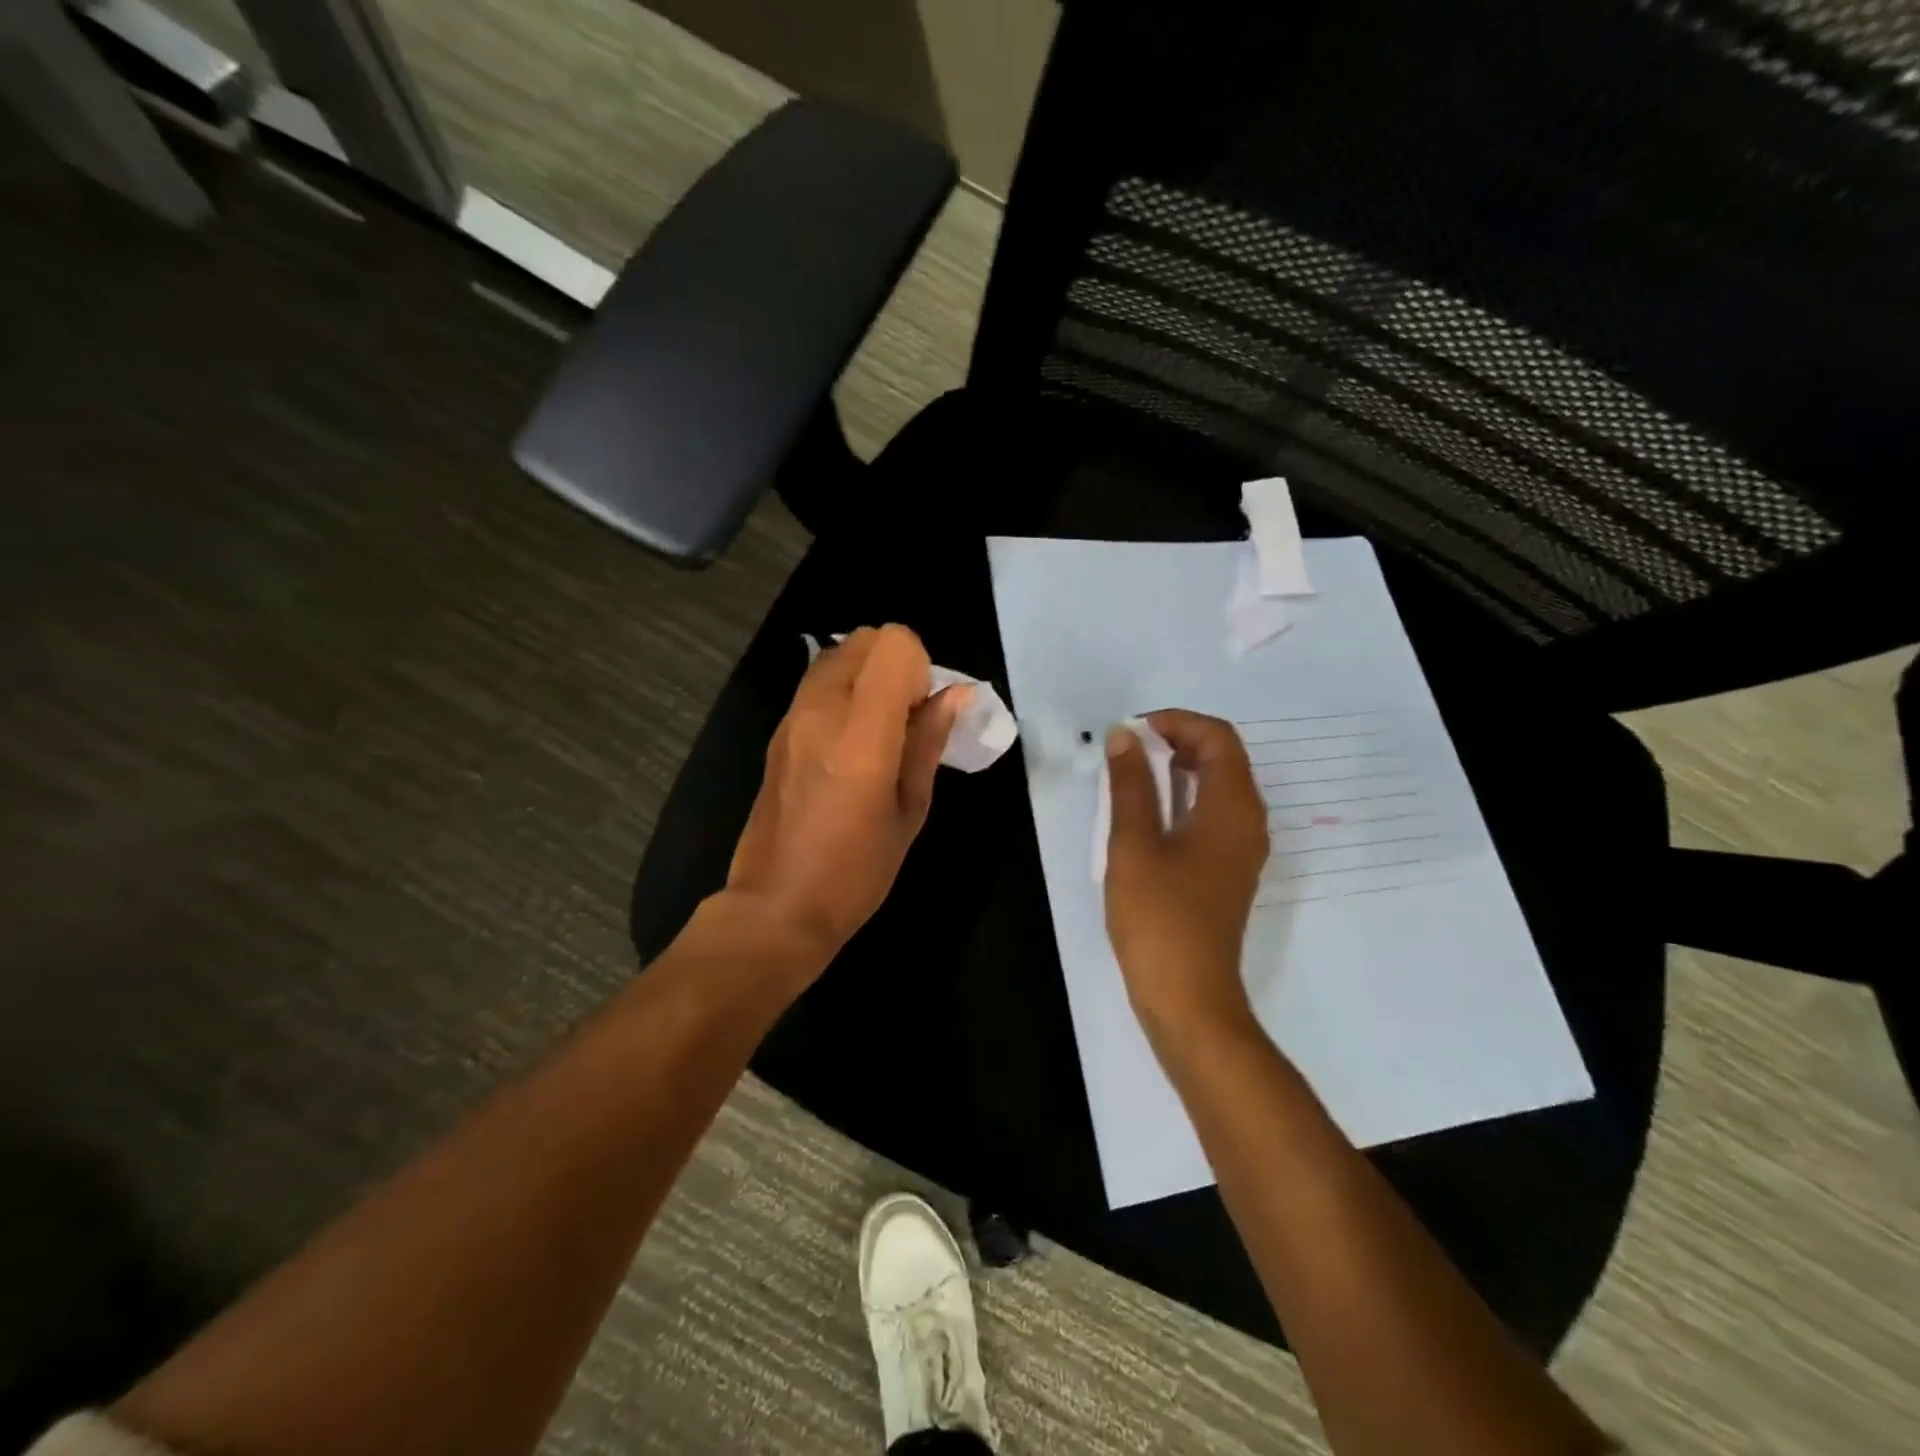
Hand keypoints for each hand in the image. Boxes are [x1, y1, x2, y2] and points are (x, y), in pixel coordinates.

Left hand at [722, 624, 967, 974]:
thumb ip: (929, 742)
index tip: (924, 712)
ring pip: (837, 655)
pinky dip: (844, 691)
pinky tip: (851, 744)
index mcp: (861, 733)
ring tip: (879, 731)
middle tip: (907, 718)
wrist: (777, 906)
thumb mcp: (910, 810)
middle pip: (864, 639)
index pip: (893, 644)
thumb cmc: (856, 871)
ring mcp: (792, 717)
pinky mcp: (777, 732)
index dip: (920, 667)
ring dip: (868, 675)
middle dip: (896, 664)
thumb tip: (956, 694)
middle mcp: (821, 710)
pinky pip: (818, 684)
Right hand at [1104, 710, 1269, 1042]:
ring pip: (1218, 785)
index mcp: (1232, 808)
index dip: (1176, 722)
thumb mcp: (1134, 844)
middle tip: (1128, 749)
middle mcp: (1248, 821)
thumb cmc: (1159, 917)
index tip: (1131, 732)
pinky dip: (1183, 796)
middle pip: (1223, 757)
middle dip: (1176, 740)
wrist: (1187, 996)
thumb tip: (1125, 736)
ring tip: (1131, 774)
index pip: (1217, 737)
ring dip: (1178, 768)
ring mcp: (1241, 848)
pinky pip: (1212, 813)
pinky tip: (1147, 812)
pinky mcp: (1227, 869)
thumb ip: (1131, 785)